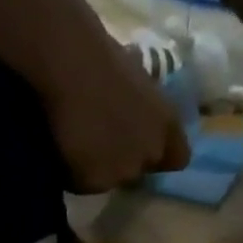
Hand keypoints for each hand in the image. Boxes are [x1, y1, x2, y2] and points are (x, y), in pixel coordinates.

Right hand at [43, 34, 192, 192]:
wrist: (71, 70)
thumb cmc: (101, 58)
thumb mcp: (138, 79)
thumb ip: (144, 107)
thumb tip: (134, 109)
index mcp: (167, 124)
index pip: (178, 158)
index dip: (160, 156)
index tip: (141, 148)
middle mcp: (150, 152)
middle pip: (138, 171)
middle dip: (123, 161)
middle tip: (100, 142)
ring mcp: (122, 171)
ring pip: (110, 180)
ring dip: (97, 169)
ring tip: (78, 146)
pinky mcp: (93, 183)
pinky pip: (83, 184)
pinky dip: (74, 174)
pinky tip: (64, 152)